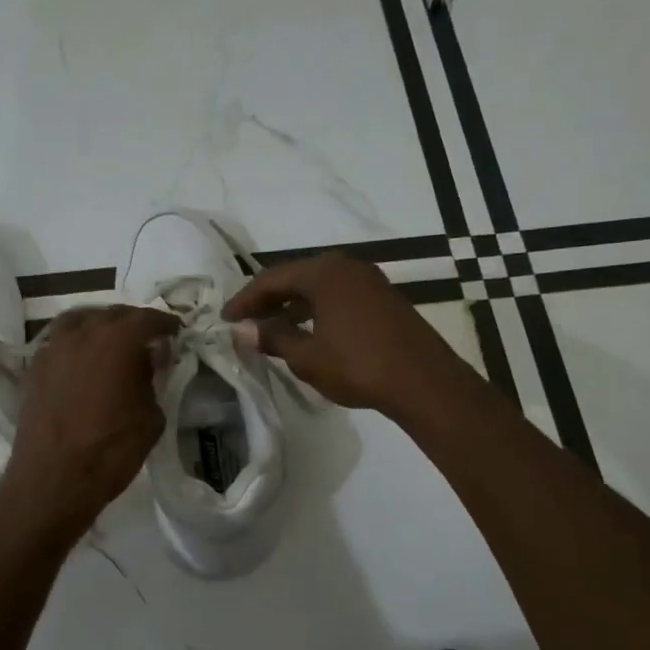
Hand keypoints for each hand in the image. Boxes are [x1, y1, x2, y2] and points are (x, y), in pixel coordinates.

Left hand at [0, 305, 179, 544]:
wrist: (53, 479)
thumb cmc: (110, 451)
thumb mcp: (150, 418)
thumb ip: (151, 382)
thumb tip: (146, 365)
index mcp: (117, 341)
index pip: (146, 318)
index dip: (164, 323)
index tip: (174, 331)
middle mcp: (82, 334)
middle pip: (111, 314)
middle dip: (132, 322)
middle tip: (146, 338)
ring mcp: (53, 349)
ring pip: (79, 321)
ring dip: (98, 325)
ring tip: (109, 341)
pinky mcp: (33, 368)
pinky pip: (58, 342)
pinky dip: (74, 344)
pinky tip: (81, 361)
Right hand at [222, 252, 461, 414]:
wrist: (424, 382)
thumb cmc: (358, 366)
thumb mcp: (307, 356)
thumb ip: (272, 338)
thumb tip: (242, 329)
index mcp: (323, 272)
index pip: (270, 279)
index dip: (244, 300)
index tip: (225, 320)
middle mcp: (345, 266)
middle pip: (294, 277)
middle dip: (267, 300)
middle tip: (244, 322)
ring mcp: (368, 280)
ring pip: (317, 286)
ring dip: (291, 305)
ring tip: (270, 329)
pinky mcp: (382, 297)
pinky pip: (336, 295)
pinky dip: (314, 309)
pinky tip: (306, 331)